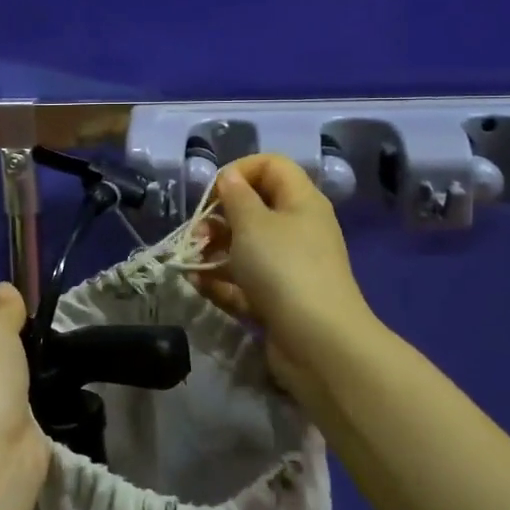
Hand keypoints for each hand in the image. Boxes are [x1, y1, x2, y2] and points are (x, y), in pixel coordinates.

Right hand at [196, 155, 373, 367]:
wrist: (319, 343)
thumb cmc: (284, 268)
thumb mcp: (253, 223)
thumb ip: (235, 196)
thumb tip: (229, 177)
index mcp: (300, 201)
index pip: (271, 166)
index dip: (239, 171)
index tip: (213, 193)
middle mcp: (298, 229)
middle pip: (254, 209)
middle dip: (219, 218)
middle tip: (197, 234)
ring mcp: (289, 267)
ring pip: (246, 249)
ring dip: (214, 252)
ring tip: (190, 262)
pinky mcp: (279, 300)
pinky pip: (246, 283)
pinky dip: (222, 283)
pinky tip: (197, 285)